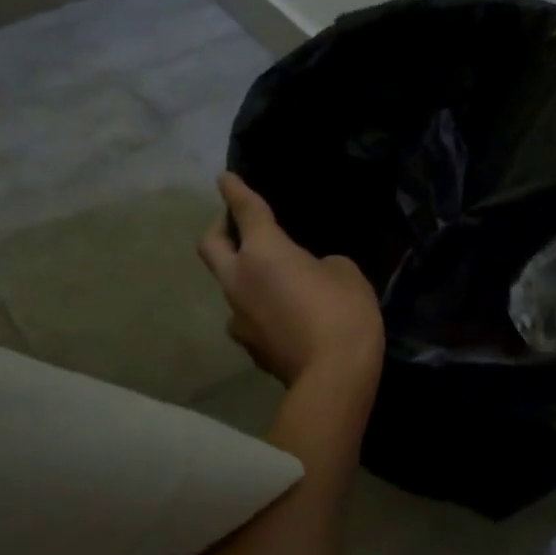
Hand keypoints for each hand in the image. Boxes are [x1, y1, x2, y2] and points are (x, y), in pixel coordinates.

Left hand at [198, 173, 383, 398]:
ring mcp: (238, 317)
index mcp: (263, 252)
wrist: (334, 376)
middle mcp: (239, 280)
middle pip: (210, 246)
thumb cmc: (343, 311)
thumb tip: (308, 274)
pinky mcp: (249, 346)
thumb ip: (319, 264)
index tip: (225, 178)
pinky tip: (283, 314)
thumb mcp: (345, 271)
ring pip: (228, 284)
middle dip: (219, 228)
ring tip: (272, 277)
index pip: (244, 210)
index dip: (235, 190)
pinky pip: (247, 315)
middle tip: (235, 223)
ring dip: (242, 273)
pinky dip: (259, 307)